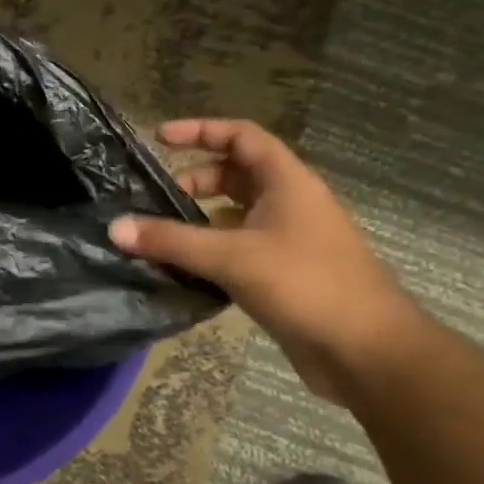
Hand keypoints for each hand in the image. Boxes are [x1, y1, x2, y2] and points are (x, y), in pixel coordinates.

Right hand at [110, 118, 422, 401]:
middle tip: (155, 198)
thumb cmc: (307, 286)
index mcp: (287, 184)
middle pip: (235, 175)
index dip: (201, 130)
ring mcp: (288, 240)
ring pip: (234, 214)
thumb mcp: (232, 257)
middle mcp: (289, 204)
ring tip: (159, 234)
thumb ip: (171, 241)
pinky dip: (208, 250)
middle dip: (193, 181)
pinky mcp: (283, 274)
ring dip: (197, 219)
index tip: (159, 137)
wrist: (369, 352)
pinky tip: (181, 268)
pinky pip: (237, 248)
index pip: (242, 137)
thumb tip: (114, 227)